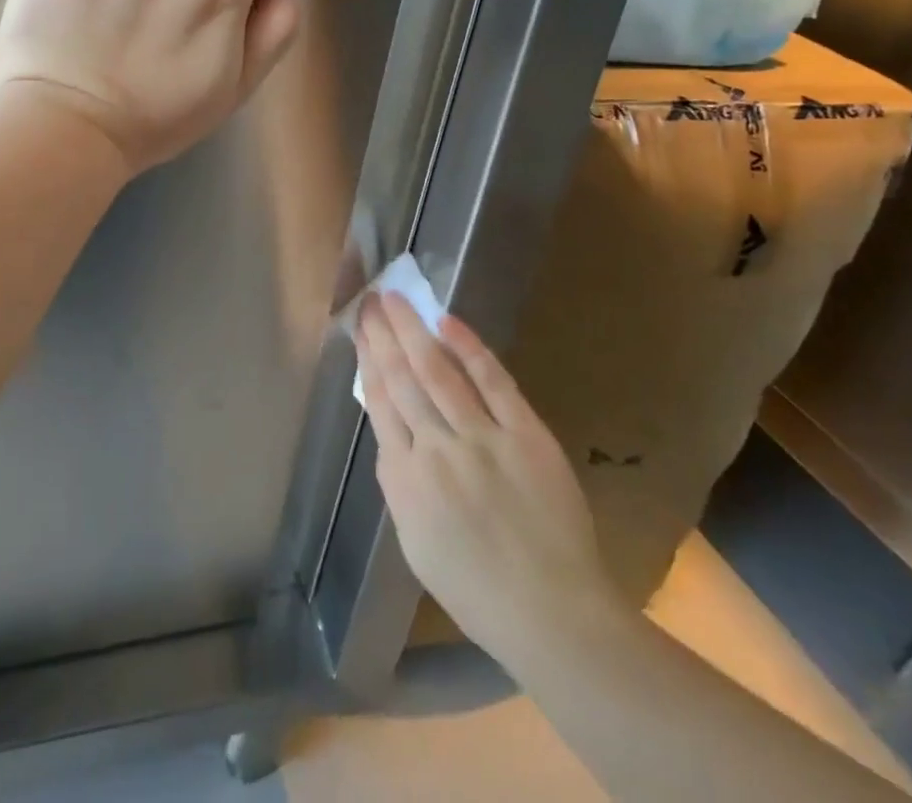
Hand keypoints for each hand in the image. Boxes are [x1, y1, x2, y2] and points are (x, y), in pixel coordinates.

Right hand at [355, 294, 623, 668]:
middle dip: (383, 335)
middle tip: (370, 299)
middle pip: (402, 379)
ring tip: (395, 299)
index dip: (368, 360)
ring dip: (413, 330)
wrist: (550, 613)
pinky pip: (493, 383)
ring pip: (438, 372)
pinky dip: (469, 349)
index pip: (380, 403)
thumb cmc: (476, 589)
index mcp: (406, 479)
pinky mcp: (525, 434)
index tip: (360, 330)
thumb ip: (399, 484)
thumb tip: (392, 436)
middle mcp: (436, 449)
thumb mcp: (414, 543)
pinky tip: (448, 322)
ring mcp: (482, 438)